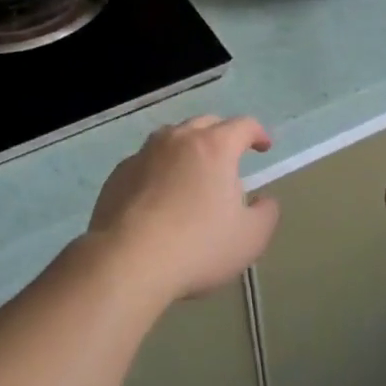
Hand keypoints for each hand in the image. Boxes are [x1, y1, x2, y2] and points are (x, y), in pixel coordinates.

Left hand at [88, 116, 279, 303]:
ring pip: (172, 137)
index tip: (263, 147)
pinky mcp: (119, 172)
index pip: (243, 125)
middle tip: (229, 158)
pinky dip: (159, 169)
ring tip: (192, 171)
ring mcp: (145, 153)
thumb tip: (264, 200)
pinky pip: (146, 161)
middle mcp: (178, 139)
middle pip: (205, 124)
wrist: (128, 261)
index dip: (257, 133)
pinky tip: (158, 194)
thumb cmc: (197, 246)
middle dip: (222, 135)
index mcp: (215, 147)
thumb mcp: (250, 239)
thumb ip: (266, 214)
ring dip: (187, 147)